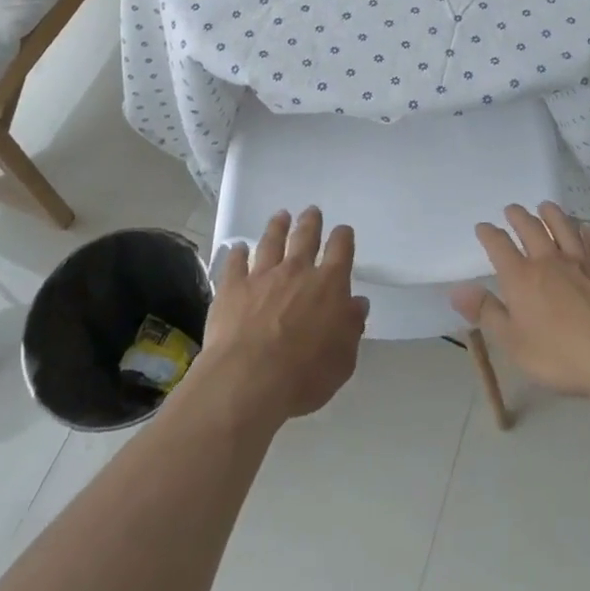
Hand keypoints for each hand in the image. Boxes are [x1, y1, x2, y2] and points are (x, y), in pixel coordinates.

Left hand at [196, 207, 368, 424]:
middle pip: (305, 237)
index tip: (343, 231)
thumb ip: (351, 327)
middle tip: (311, 211)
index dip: (343, 237)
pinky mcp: (233, 287)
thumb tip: (356, 304)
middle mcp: (296, 271)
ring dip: (277, 227)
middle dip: (310, 222)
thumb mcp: (342, 359)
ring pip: (271, 241)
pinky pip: (235, 263)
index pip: (341, 250)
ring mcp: (262, 276)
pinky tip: (238, 248)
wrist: (249, 380)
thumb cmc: (304, 375)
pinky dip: (238, 253)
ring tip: (280, 216)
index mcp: (329, 285)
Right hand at [452, 203, 589, 399]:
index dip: (489, 234)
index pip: (499, 246)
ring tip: (545, 206)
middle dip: (518, 217)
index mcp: (521, 277)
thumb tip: (457, 289)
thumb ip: (486, 312)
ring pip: (564, 228)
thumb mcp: (513, 342)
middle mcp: (549, 260)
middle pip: (531, 229)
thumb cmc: (560, 354)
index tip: (483, 227)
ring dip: (552, 215)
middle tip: (512, 209)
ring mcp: (582, 262)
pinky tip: (589, 229)